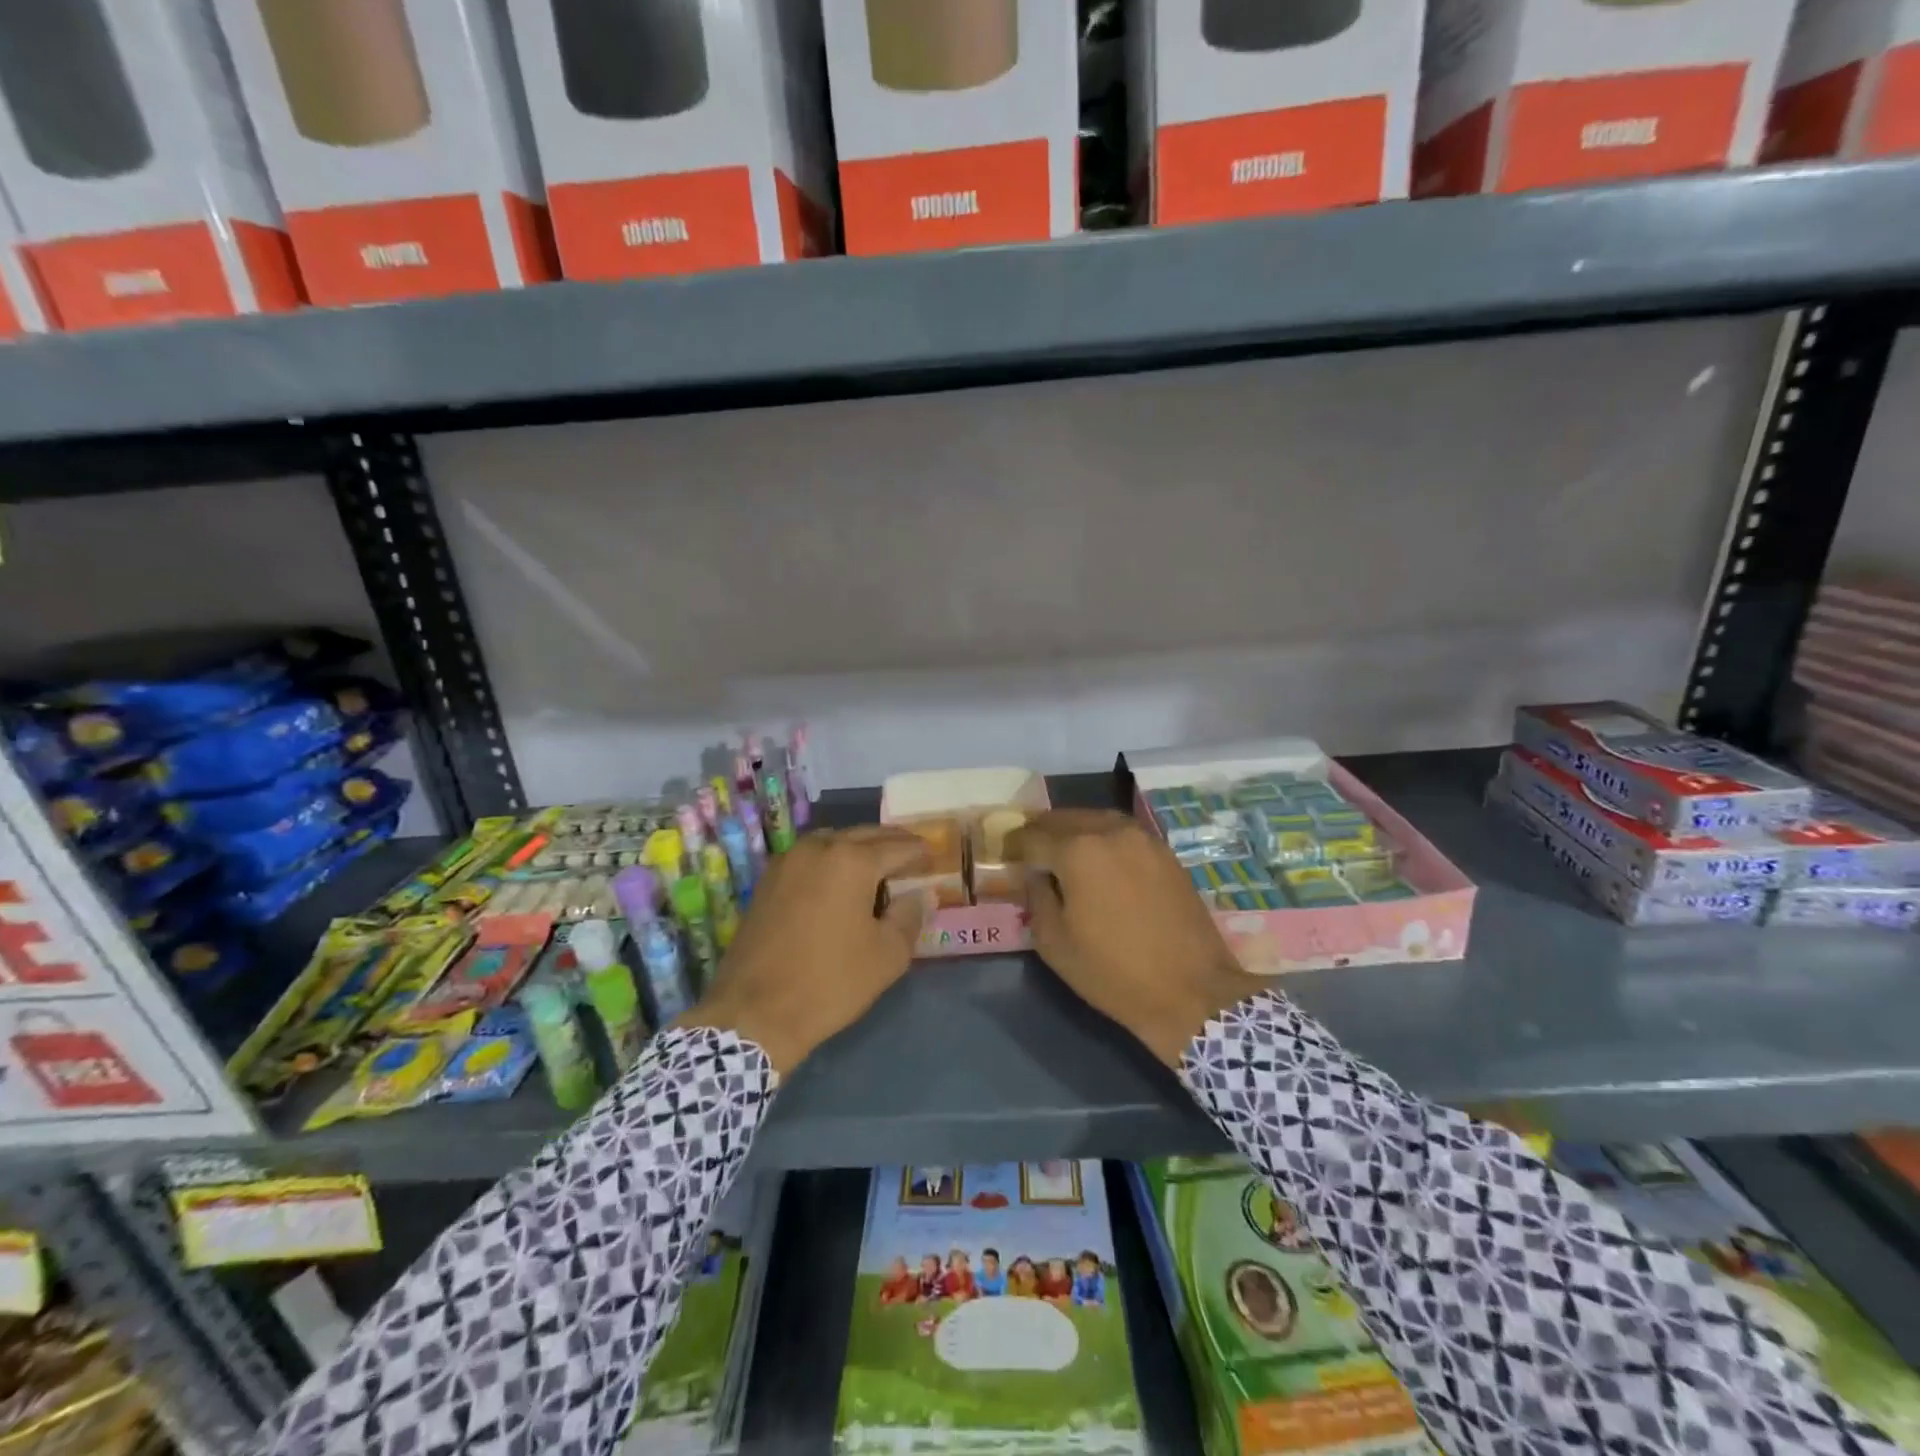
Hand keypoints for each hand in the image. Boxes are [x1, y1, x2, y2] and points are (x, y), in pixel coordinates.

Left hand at [677, 825, 928, 1073]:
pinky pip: (810, 856)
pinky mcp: (768, 880)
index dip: (919, 852)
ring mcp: (788, 861)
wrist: (755, 1012)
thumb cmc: (830, 982)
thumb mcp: (887, 955)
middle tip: (912, 855)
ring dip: (858, 847)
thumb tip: (921, 894)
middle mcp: (819, 848)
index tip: (934, 857)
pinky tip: (839, 880)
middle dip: (891, 843)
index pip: (898, 847)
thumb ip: (910, 916)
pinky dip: (831, 859)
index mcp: (852, 861)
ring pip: (834, 840)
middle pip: (865, 835)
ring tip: (877, 866)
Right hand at [1009, 810, 1263, 1067]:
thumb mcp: (1055, 943)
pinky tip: (1098, 858)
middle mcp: (1109, 832)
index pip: (1032, 836)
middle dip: (1042, 831)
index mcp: (1077, 851)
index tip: (1005, 855)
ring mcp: (1142, 839)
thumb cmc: (1113, 972)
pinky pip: (1122, 832)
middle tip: (1029, 848)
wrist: (1191, 991)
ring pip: (1096, 819)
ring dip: (1073, 829)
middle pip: (1064, 818)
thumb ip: (1036, 898)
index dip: (1014, 846)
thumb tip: (1036, 875)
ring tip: (1061, 849)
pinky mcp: (1165, 852)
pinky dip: (1102, 837)